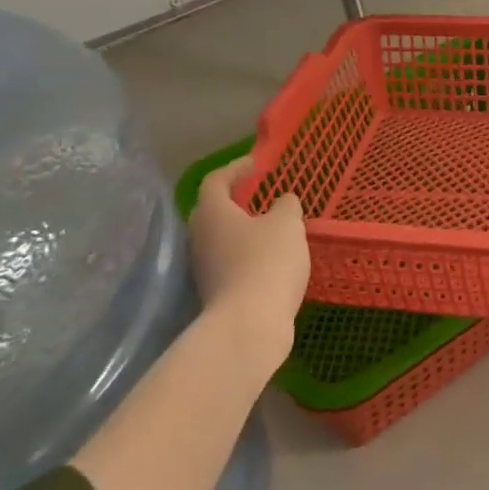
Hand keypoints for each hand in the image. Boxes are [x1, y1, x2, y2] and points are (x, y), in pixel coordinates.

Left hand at [188, 158, 309, 373]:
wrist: (250, 325)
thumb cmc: (267, 262)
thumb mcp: (287, 225)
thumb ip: (286, 207)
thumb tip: (283, 201)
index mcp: (213, 213)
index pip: (216, 180)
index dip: (236, 168)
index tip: (256, 164)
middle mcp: (200, 237)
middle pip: (212, 211)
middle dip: (235, 201)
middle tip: (259, 195)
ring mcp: (204, 268)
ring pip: (221, 239)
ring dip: (242, 230)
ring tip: (271, 228)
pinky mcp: (215, 293)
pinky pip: (230, 263)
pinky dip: (247, 255)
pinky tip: (271, 260)